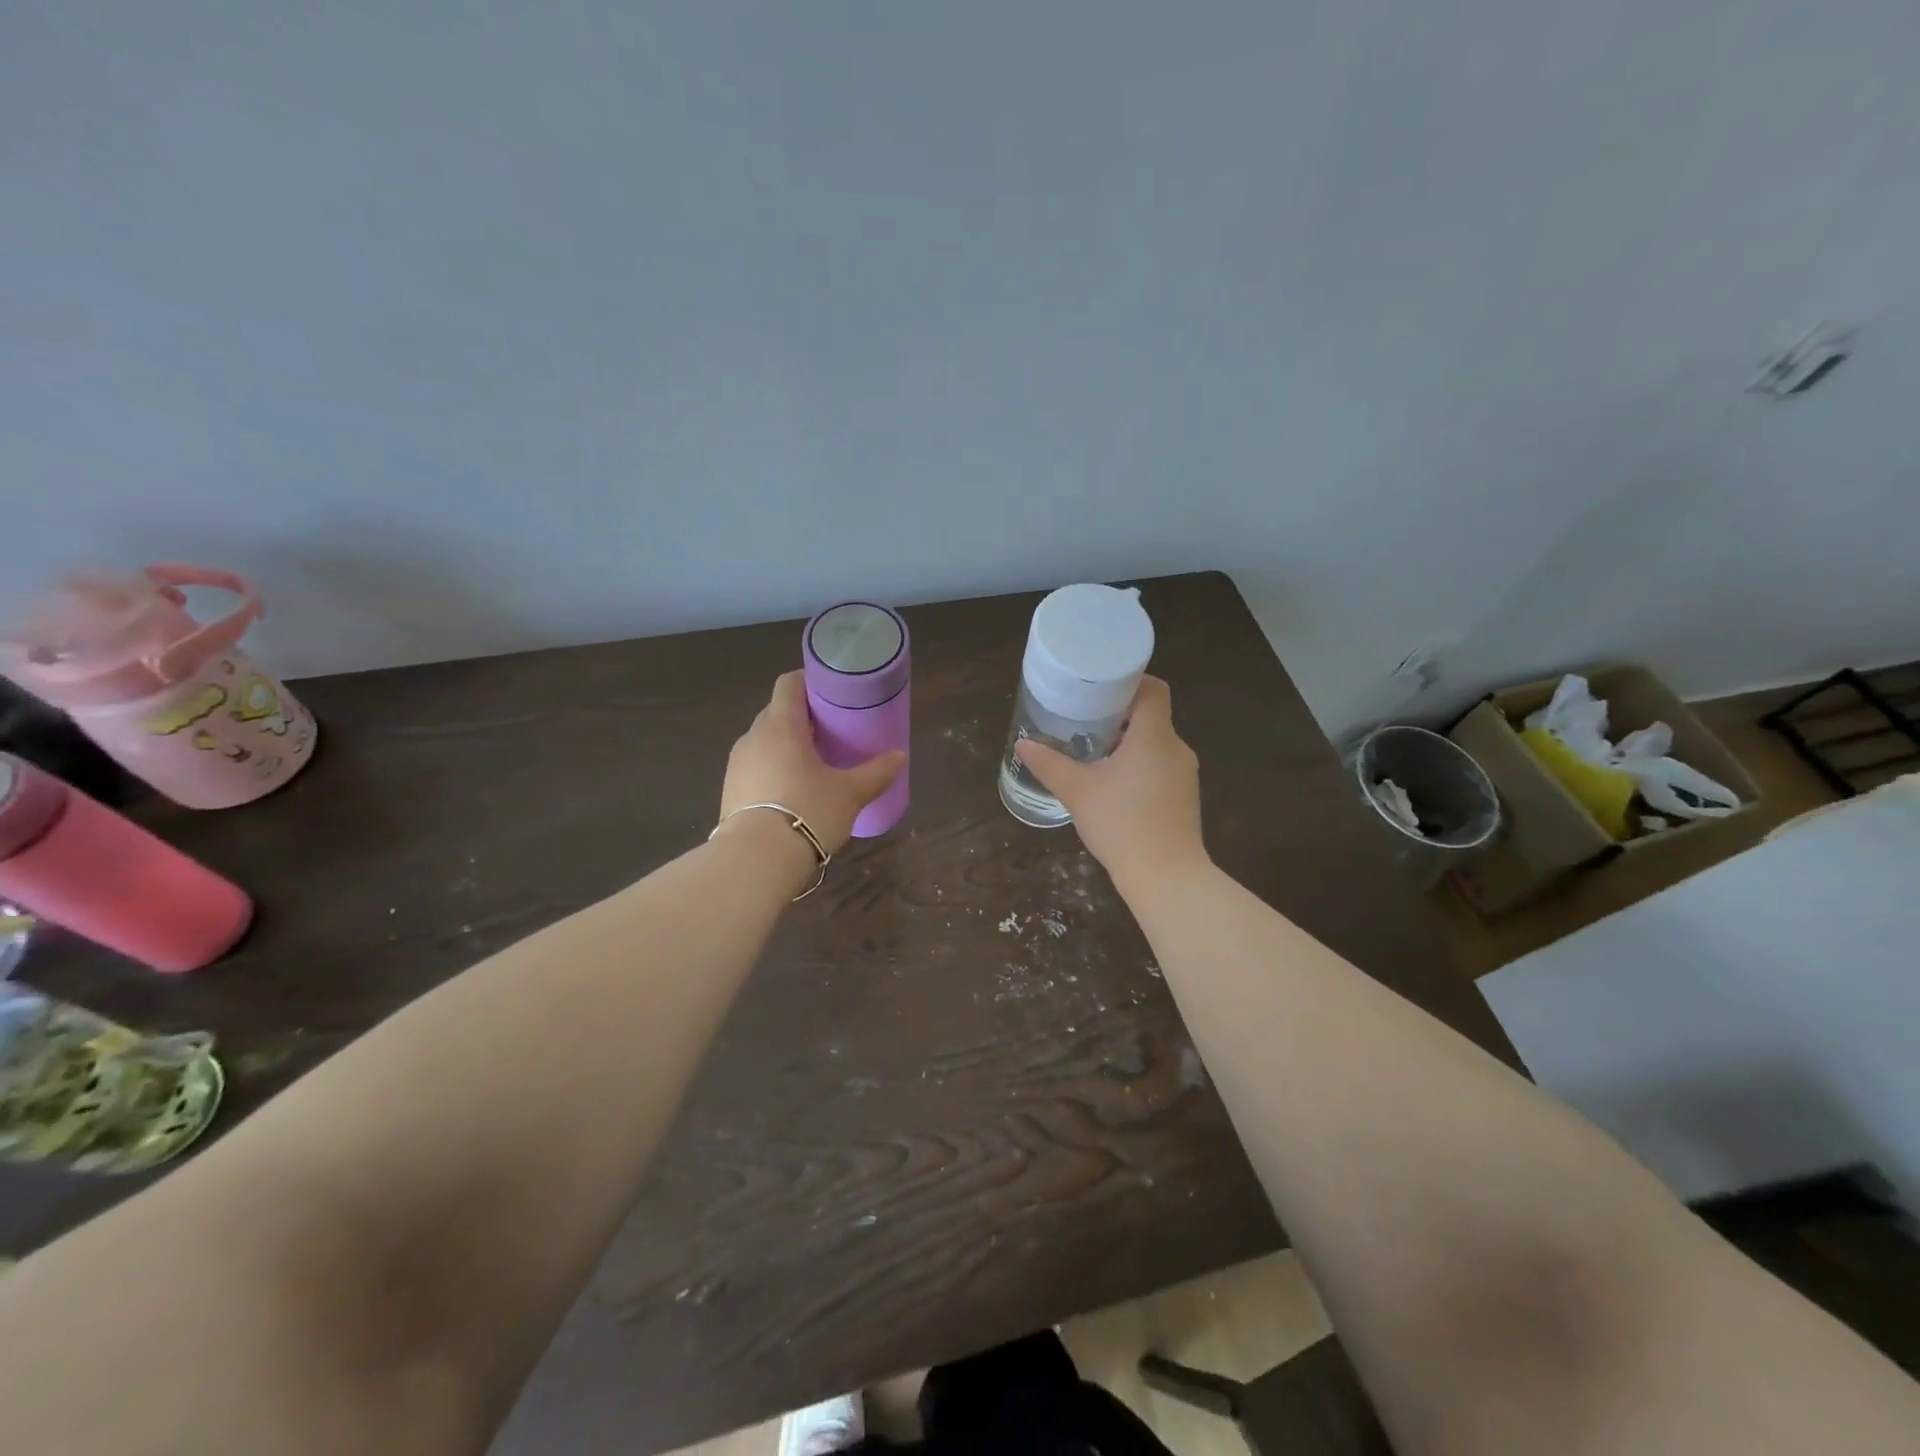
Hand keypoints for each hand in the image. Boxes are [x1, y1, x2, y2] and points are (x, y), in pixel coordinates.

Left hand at [719, 671, 905, 854]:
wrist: (756, 860)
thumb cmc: (807, 812)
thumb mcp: (850, 794)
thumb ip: (876, 773)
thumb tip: (899, 757)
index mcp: (781, 726)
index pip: (789, 684)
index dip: (809, 680)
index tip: (831, 690)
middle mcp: (753, 737)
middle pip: (776, 712)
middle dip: (802, 717)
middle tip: (830, 730)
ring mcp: (736, 765)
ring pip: (764, 741)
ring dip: (786, 744)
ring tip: (813, 762)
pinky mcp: (729, 791)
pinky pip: (755, 766)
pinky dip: (773, 768)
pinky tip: (792, 790)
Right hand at [1014, 676, 1207, 892]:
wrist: (1166, 877)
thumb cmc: (1121, 823)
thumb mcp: (1077, 791)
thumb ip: (1050, 764)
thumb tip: (1023, 744)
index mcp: (1154, 736)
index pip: (1152, 689)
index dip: (1129, 681)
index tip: (1100, 688)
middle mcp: (1176, 748)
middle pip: (1151, 716)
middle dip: (1119, 715)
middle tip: (1085, 719)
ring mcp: (1185, 775)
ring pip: (1156, 744)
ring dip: (1128, 743)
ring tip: (1094, 751)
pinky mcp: (1184, 798)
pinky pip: (1160, 767)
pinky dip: (1138, 765)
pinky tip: (1113, 784)